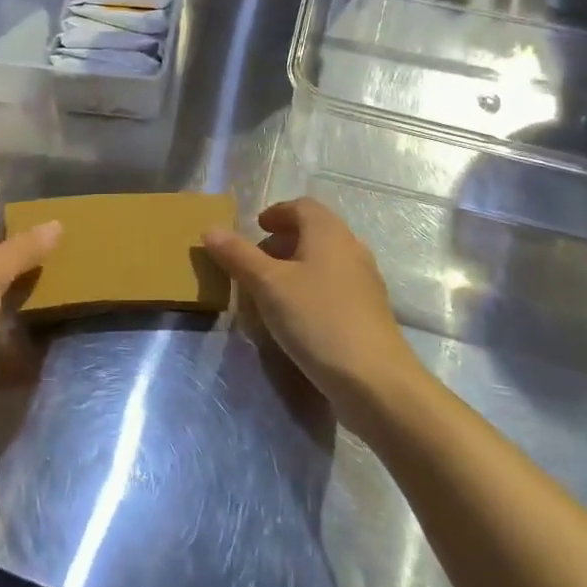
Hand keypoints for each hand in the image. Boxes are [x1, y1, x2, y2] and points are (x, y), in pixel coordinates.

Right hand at [203, 198, 420, 425]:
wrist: (375, 380)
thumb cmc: (318, 319)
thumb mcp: (268, 285)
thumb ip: (238, 255)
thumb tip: (210, 230)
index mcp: (329, 232)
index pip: (302, 206)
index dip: (277, 212)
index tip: (256, 228)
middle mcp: (351, 248)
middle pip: (314, 232)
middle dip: (283, 242)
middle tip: (255, 262)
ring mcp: (364, 281)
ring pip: (324, 261)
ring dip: (296, 268)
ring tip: (269, 292)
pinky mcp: (368, 312)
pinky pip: (333, 287)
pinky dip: (310, 290)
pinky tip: (295, 318)